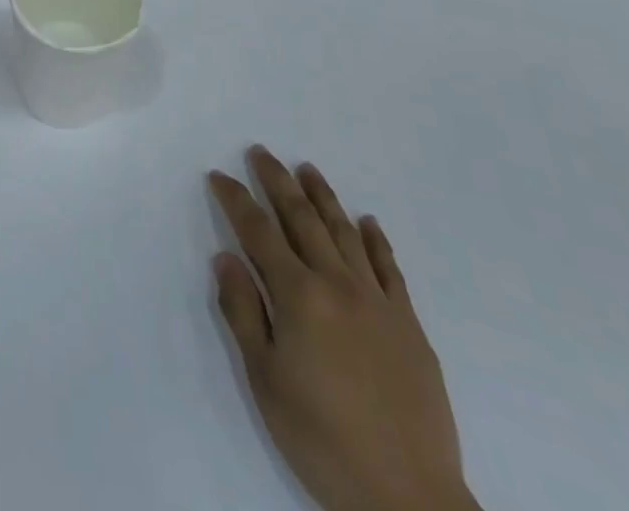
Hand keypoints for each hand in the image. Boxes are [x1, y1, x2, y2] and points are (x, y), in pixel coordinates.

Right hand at [208, 149, 475, 510]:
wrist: (408, 498)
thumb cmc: (322, 439)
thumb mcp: (264, 380)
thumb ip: (242, 312)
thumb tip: (225, 256)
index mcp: (298, 296)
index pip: (258, 232)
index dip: (235, 200)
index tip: (219, 176)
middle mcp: (337, 284)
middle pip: (302, 218)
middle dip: (277, 181)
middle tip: (260, 152)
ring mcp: (378, 302)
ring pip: (344, 233)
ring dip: (323, 196)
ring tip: (307, 169)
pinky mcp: (409, 325)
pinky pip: (389, 268)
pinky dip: (375, 240)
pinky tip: (367, 222)